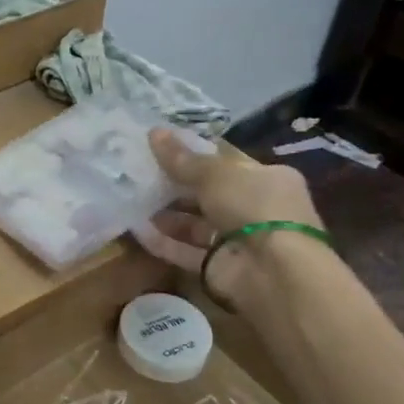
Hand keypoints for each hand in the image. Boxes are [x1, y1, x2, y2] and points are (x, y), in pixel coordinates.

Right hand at [134, 128, 328, 299]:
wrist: (272, 271)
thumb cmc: (253, 206)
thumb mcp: (216, 173)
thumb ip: (183, 158)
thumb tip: (154, 132)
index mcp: (267, 178)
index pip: (226, 159)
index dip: (195, 151)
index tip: (160, 144)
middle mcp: (254, 207)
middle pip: (208, 192)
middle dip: (174, 184)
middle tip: (138, 171)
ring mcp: (236, 240)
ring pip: (194, 223)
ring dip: (165, 213)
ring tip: (131, 198)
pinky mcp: (217, 266)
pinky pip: (185, 250)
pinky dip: (162, 241)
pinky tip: (135, 228)